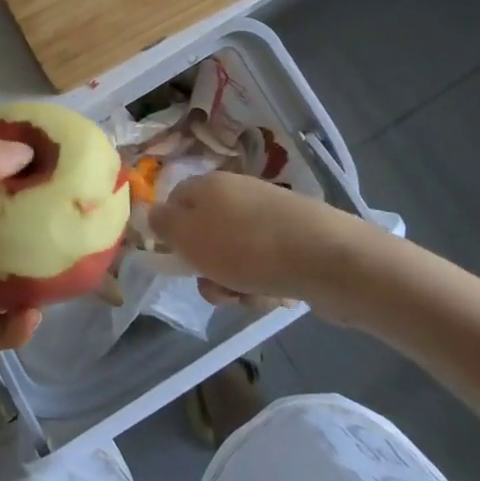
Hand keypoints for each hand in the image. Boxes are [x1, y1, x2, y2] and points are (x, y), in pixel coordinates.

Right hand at [150, 172, 384, 316]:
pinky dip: (263, 284)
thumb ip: (163, 224)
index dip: (171, 232)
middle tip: (216, 286)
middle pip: (206, 234)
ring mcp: (269, 215)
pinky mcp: (295, 239)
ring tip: (248, 296)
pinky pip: (265, 265)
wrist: (327, 259)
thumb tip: (152, 212)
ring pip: (234, 255)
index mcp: (209, 184)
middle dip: (206, 268)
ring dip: (234, 282)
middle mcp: (238, 193)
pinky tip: (273, 295)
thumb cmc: (247, 246)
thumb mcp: (189, 236)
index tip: (177, 260)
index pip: (175, 201)